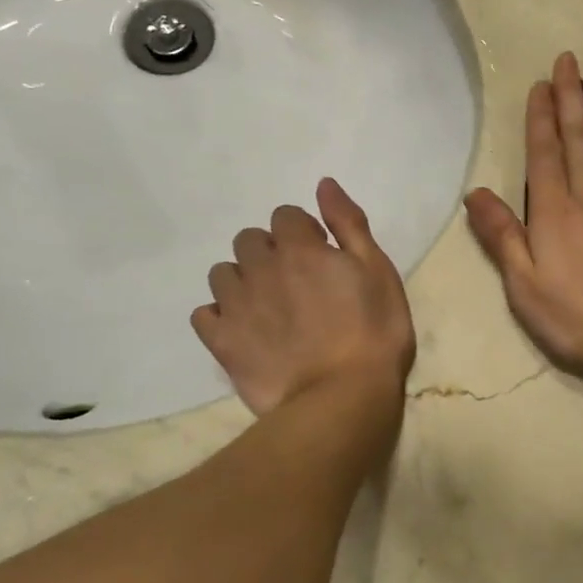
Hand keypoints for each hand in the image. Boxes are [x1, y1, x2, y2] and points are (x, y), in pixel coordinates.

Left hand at [191, 178, 414, 415]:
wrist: (342, 398)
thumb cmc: (374, 333)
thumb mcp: (378, 271)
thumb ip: (349, 225)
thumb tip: (323, 184)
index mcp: (300, 248)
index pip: (285, 215)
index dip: (304, 232)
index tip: (322, 256)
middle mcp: (261, 268)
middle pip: (249, 239)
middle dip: (269, 252)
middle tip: (297, 282)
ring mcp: (237, 306)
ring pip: (223, 273)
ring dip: (243, 280)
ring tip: (269, 307)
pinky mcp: (222, 342)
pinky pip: (204, 314)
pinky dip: (220, 315)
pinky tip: (244, 330)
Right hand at [465, 52, 582, 383]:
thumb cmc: (573, 317)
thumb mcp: (523, 285)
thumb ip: (501, 236)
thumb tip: (475, 193)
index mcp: (555, 211)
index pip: (546, 152)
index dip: (542, 116)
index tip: (542, 84)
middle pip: (580, 137)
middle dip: (573, 96)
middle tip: (570, 61)